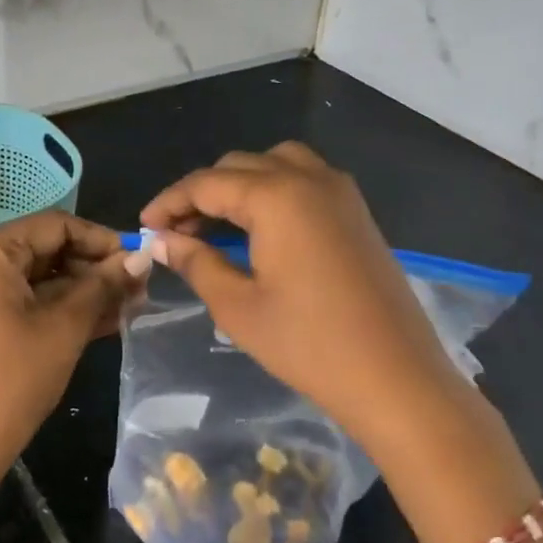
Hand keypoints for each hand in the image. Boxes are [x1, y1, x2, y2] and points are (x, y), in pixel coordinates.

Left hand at [0, 210, 143, 496]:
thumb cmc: (13, 380)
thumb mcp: (66, 327)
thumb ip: (104, 285)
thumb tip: (141, 256)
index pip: (55, 226)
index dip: (101, 239)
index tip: (138, 259)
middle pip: (48, 249)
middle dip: (95, 268)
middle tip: (139, 288)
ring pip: (42, 278)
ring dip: (85, 291)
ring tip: (131, 306)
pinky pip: (29, 301)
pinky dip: (63, 309)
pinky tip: (105, 322)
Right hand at [143, 143, 542, 542]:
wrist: (397, 379)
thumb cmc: (309, 345)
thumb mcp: (238, 306)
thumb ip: (196, 262)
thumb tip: (161, 240)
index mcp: (276, 196)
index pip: (206, 183)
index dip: (169, 202)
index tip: (144, 228)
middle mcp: (309, 178)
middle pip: (239, 166)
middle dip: (201, 194)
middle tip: (176, 234)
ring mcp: (340, 192)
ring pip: (275, 164)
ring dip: (239, 185)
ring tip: (217, 226)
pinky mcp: (357, 212)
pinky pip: (304, 180)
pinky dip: (273, 190)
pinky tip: (261, 230)